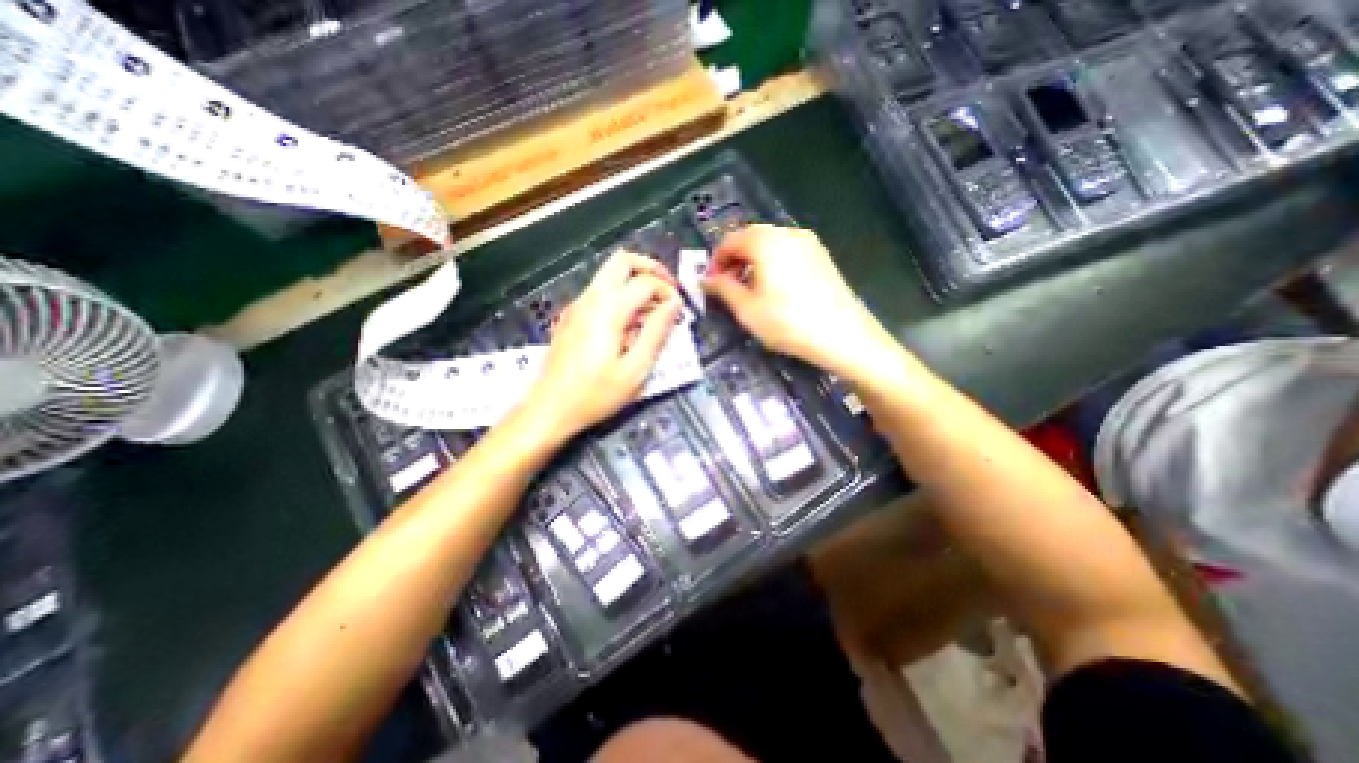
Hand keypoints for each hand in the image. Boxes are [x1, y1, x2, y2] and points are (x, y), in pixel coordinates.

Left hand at [523, 251, 685, 437]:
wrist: (549, 409)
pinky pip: (600, 292)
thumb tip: (674, 303)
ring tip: (654, 311)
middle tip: (668, 291)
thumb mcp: (635, 369)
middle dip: (650, 270)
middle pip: (622, 261)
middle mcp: (590, 298)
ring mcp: (577, 306)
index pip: (646, 282)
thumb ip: (656, 332)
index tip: (681, 311)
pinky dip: (621, 295)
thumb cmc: (595, 394)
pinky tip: (630, 325)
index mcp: (608, 309)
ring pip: (609, 274)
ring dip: (635, 283)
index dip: (669, 291)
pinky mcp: (572, 317)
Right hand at [700, 225, 898, 380]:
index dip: (715, 262)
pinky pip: (788, 252)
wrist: (844, 335)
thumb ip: (723, 289)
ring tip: (749, 290)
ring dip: (752, 261)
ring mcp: (809, 243)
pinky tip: (774, 289)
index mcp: (765, 242)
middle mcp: (787, 233)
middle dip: (734, 260)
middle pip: (751, 238)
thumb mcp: (747, 309)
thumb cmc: (788, 323)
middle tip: (727, 287)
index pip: (730, 241)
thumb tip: (706, 280)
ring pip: (770, 244)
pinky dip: (772, 264)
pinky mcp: (822, 256)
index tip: (710, 285)